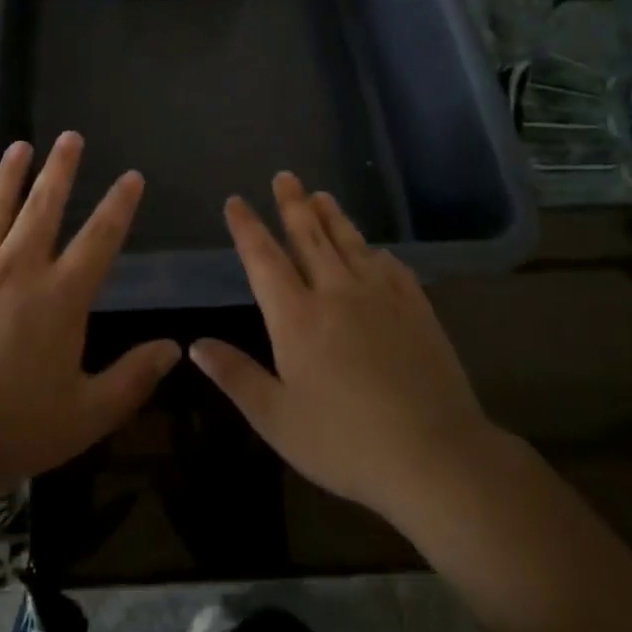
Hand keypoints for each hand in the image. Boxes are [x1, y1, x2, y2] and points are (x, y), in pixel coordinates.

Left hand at [0, 132, 179, 497]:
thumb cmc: (9, 429)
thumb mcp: (85, 416)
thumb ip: (132, 379)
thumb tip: (174, 348)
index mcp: (59, 297)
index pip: (99, 239)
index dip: (119, 206)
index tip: (131, 176)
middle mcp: (17, 270)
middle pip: (43, 208)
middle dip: (60, 170)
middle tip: (69, 136)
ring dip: (9, 176)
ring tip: (20, 146)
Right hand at [190, 173, 496, 533]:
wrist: (435, 455)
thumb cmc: (345, 442)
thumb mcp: (277, 419)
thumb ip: (236, 376)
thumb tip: (195, 344)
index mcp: (297, 317)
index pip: (264, 259)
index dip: (247, 228)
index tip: (236, 201)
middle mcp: (336, 293)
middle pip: (309, 237)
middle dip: (293, 204)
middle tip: (285, 176)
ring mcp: (381, 297)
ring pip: (350, 243)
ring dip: (333, 216)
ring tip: (321, 194)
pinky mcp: (417, 309)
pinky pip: (392, 268)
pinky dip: (376, 252)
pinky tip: (376, 249)